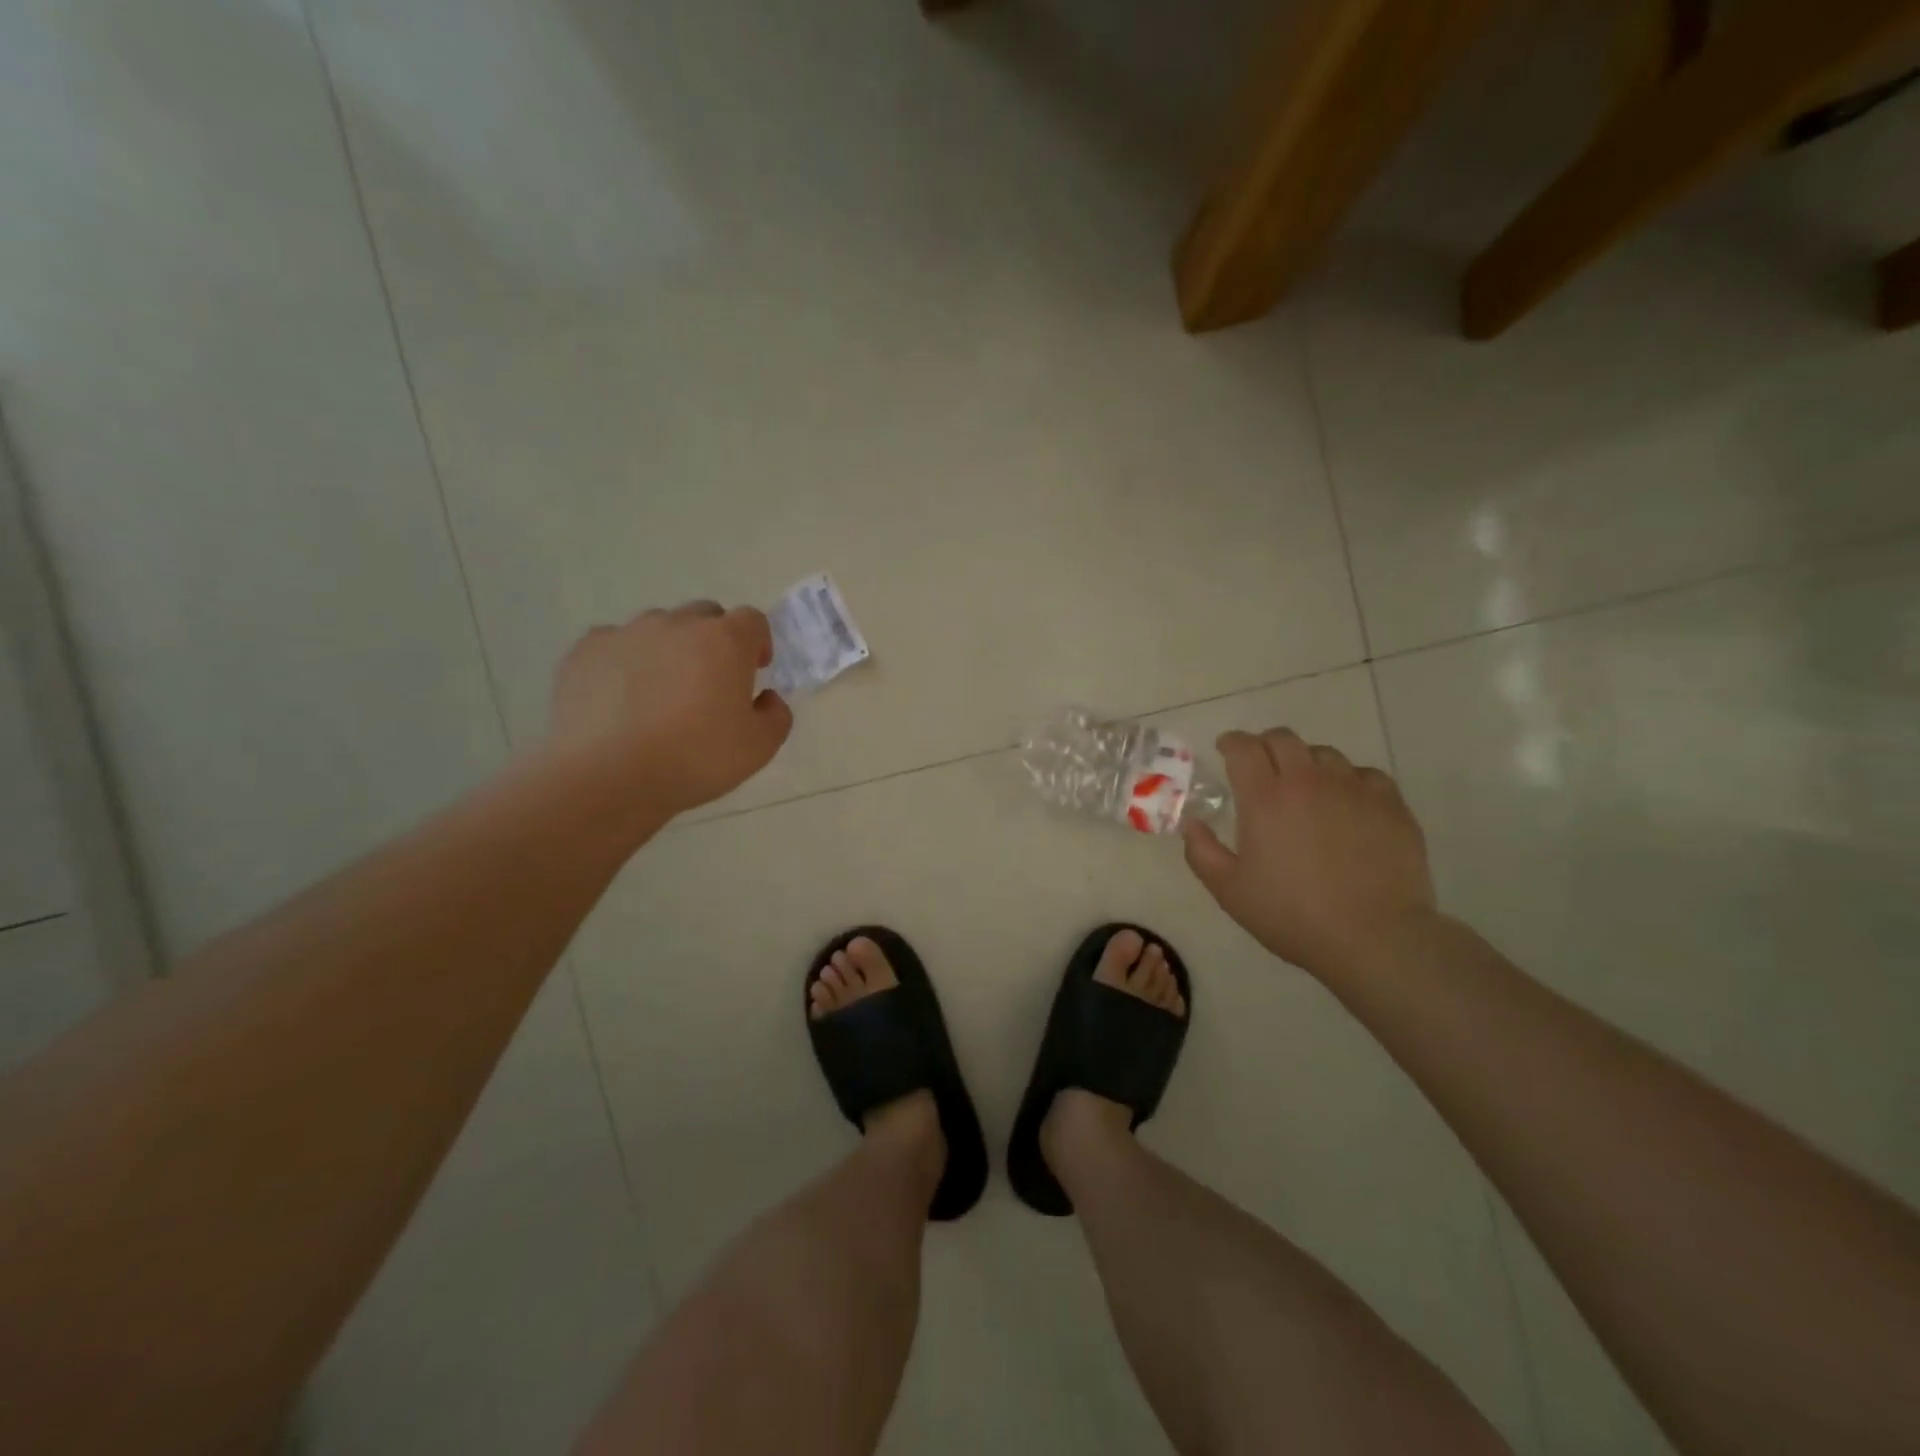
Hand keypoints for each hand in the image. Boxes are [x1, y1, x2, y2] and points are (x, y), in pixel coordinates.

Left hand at [546, 602, 792, 818]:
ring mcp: (627, 633)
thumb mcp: (759, 749)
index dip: (757, 643)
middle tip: (709, 683)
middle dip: (714, 641)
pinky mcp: (585, 650)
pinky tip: (620, 700)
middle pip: (705, 615)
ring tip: (660, 693)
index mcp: (725, 642)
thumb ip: (776, 716)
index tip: (753, 671)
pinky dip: (625, 663)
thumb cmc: (694, 759)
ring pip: (658, 628)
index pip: (752, 620)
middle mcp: (677, 624)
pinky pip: (615, 645)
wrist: (606, 776)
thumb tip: (766, 698)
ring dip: (669, 649)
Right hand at [1183, 727, 1437, 978]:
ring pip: (1325, 754)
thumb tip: (1192, 823)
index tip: (1225, 749)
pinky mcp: (1391, 805)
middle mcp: (1307, 781)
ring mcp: (1353, 789)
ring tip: (1305, 786)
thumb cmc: (1291, 915)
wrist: (1373, 937)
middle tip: (1260, 764)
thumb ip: (1202, 851)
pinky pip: (1366, 775)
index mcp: (1264, 798)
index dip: (1231, 742)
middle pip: (1283, 739)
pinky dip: (1349, 781)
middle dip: (1265, 744)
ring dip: (1306, 762)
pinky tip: (1347, 803)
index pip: (1243, 747)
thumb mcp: (1229, 890)